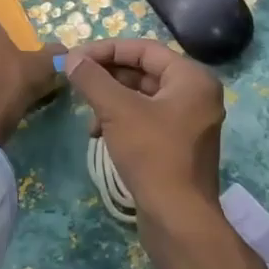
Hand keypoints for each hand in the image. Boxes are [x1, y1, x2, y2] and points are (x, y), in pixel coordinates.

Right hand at [61, 38, 224, 209]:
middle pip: (144, 71)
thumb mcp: (118, 111)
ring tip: (88, 116)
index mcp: (192, 78)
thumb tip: (72, 58)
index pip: (144, 49)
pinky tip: (99, 134)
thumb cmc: (153, 155)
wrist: (178, 219)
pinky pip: (146, 119)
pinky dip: (122, 120)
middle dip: (108, 76)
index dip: (107, 50)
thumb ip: (93, 79)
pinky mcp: (178, 145)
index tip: (76, 58)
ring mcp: (189, 122)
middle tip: (76, 81)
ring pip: (143, 97)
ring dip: (111, 100)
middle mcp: (196, 94)